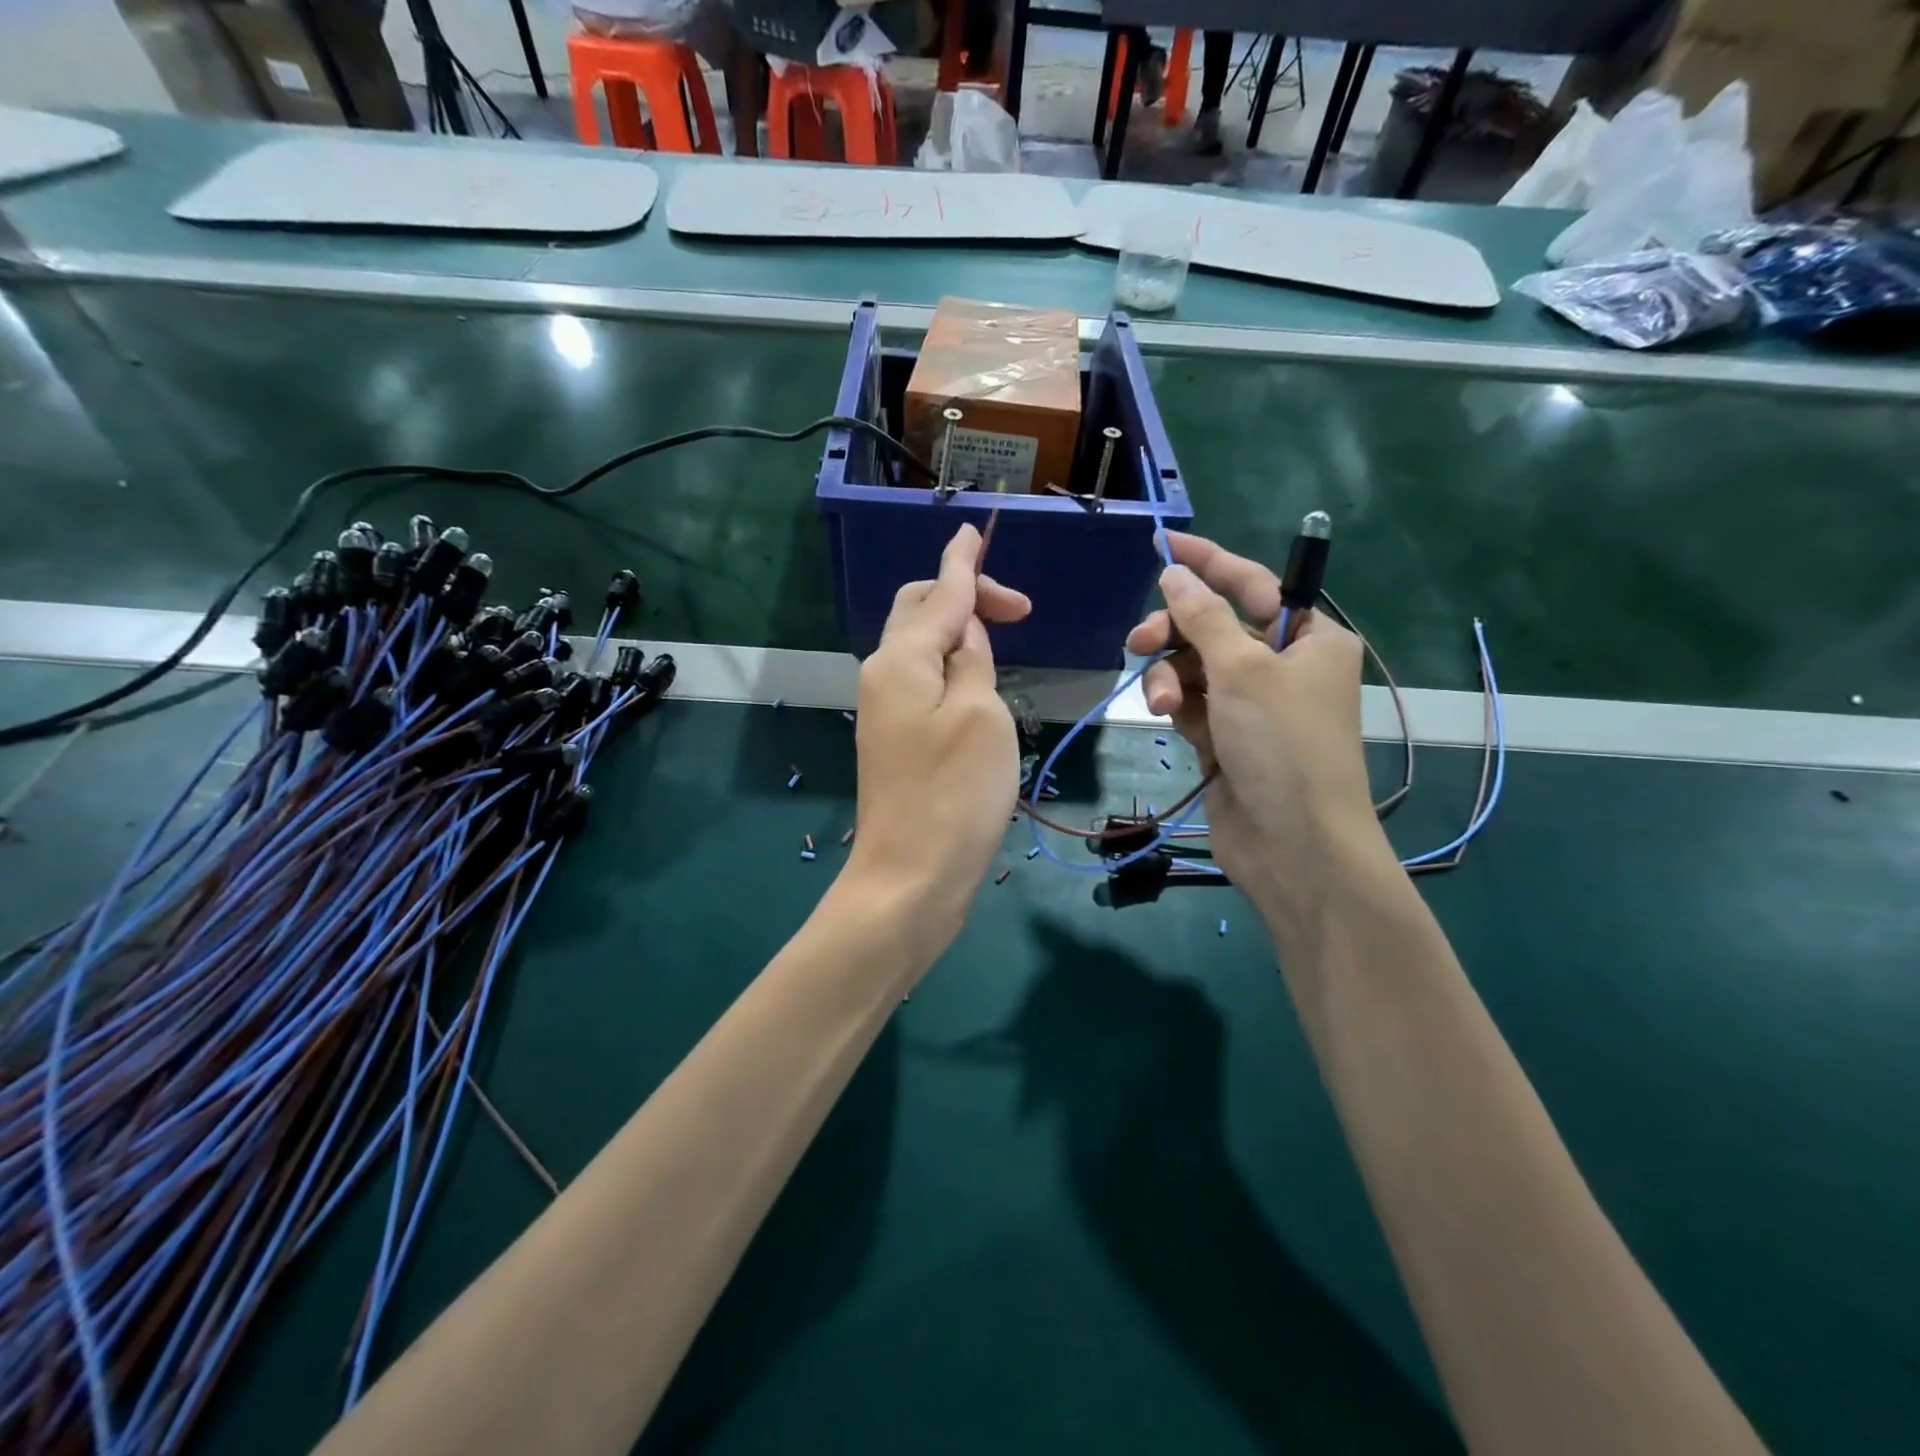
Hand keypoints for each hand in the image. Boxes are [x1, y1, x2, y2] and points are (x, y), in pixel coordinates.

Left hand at [845, 524, 1030, 942]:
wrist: (910, 878)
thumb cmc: (954, 794)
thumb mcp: (980, 715)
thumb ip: (972, 661)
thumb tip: (964, 632)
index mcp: (901, 660)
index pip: (938, 593)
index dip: (963, 563)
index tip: (974, 531)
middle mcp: (884, 676)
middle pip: (918, 613)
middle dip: (963, 598)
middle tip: (1018, 612)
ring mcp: (885, 711)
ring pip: (920, 648)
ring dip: (959, 635)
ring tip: (1004, 645)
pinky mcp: (896, 742)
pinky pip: (923, 683)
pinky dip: (952, 670)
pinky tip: (979, 687)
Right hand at [1125, 531, 1390, 921]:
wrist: (1292, 843)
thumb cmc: (1282, 744)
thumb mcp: (1243, 671)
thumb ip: (1203, 618)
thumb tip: (1174, 575)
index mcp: (1309, 638)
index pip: (1252, 584)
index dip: (1208, 562)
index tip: (1164, 544)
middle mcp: (1282, 666)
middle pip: (1214, 628)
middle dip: (1175, 633)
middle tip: (1139, 641)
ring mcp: (1252, 705)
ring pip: (1194, 668)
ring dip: (1169, 677)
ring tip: (1161, 703)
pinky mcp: (1226, 737)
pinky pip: (1191, 703)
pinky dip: (1176, 705)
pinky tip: (1167, 720)